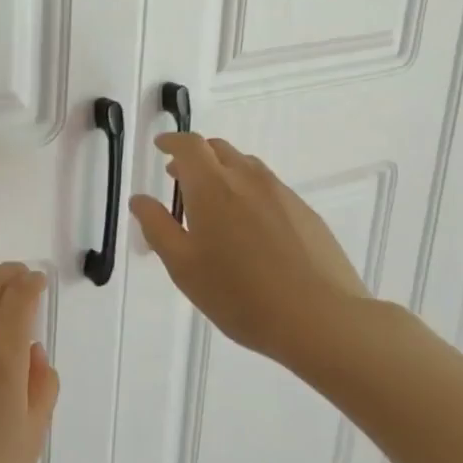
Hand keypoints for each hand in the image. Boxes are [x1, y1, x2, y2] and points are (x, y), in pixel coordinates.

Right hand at [129, 133, 370, 361]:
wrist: (322, 320)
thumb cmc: (240, 294)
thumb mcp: (183, 266)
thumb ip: (157, 227)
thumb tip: (140, 199)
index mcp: (212, 187)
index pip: (189, 146)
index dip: (172, 141)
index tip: (160, 146)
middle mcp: (247, 179)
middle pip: (219, 149)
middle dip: (196, 156)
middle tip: (180, 177)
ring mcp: (282, 194)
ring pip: (247, 166)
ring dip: (224, 171)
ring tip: (214, 202)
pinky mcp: (306, 214)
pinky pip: (270, 188)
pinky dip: (249, 191)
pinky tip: (250, 228)